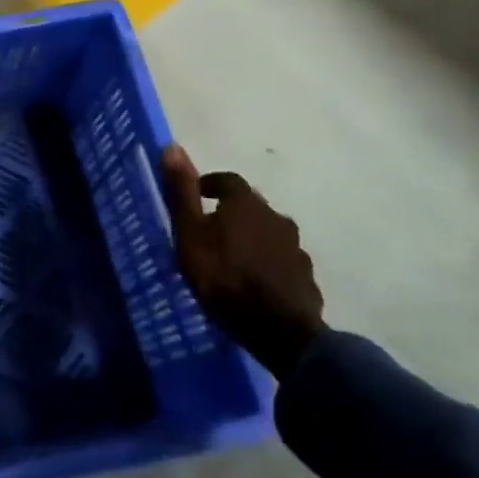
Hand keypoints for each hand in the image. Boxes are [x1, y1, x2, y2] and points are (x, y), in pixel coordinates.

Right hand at [160, 146, 324, 378]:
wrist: (279, 331)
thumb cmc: (224, 277)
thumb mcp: (190, 234)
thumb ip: (182, 192)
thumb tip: (172, 146)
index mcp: (246, 203)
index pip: (227, 180)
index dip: (210, 185)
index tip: (197, 198)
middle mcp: (276, 217)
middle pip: (251, 207)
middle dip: (232, 213)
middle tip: (212, 231)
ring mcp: (296, 249)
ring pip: (269, 235)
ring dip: (253, 240)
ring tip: (234, 260)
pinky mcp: (306, 277)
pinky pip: (283, 263)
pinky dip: (270, 265)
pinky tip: (258, 283)